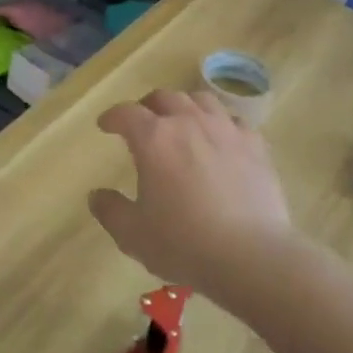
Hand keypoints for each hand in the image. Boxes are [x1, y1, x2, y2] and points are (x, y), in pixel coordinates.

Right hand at [89, 89, 294, 295]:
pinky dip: (220, 123)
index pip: (126, 113)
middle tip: (143, 122)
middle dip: (148, 106)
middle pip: (165, 97)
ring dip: (185, 106)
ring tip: (182, 121)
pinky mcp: (255, 145)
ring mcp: (226, 130)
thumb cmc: (184, 243)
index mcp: (154, 139)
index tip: (105, 125)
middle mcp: (188, 122)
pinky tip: (221, 138)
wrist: (251, 255)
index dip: (112, 116)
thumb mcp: (133, 235)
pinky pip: (234, 120)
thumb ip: (110, 211)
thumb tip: (97, 195)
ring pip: (201, 100)